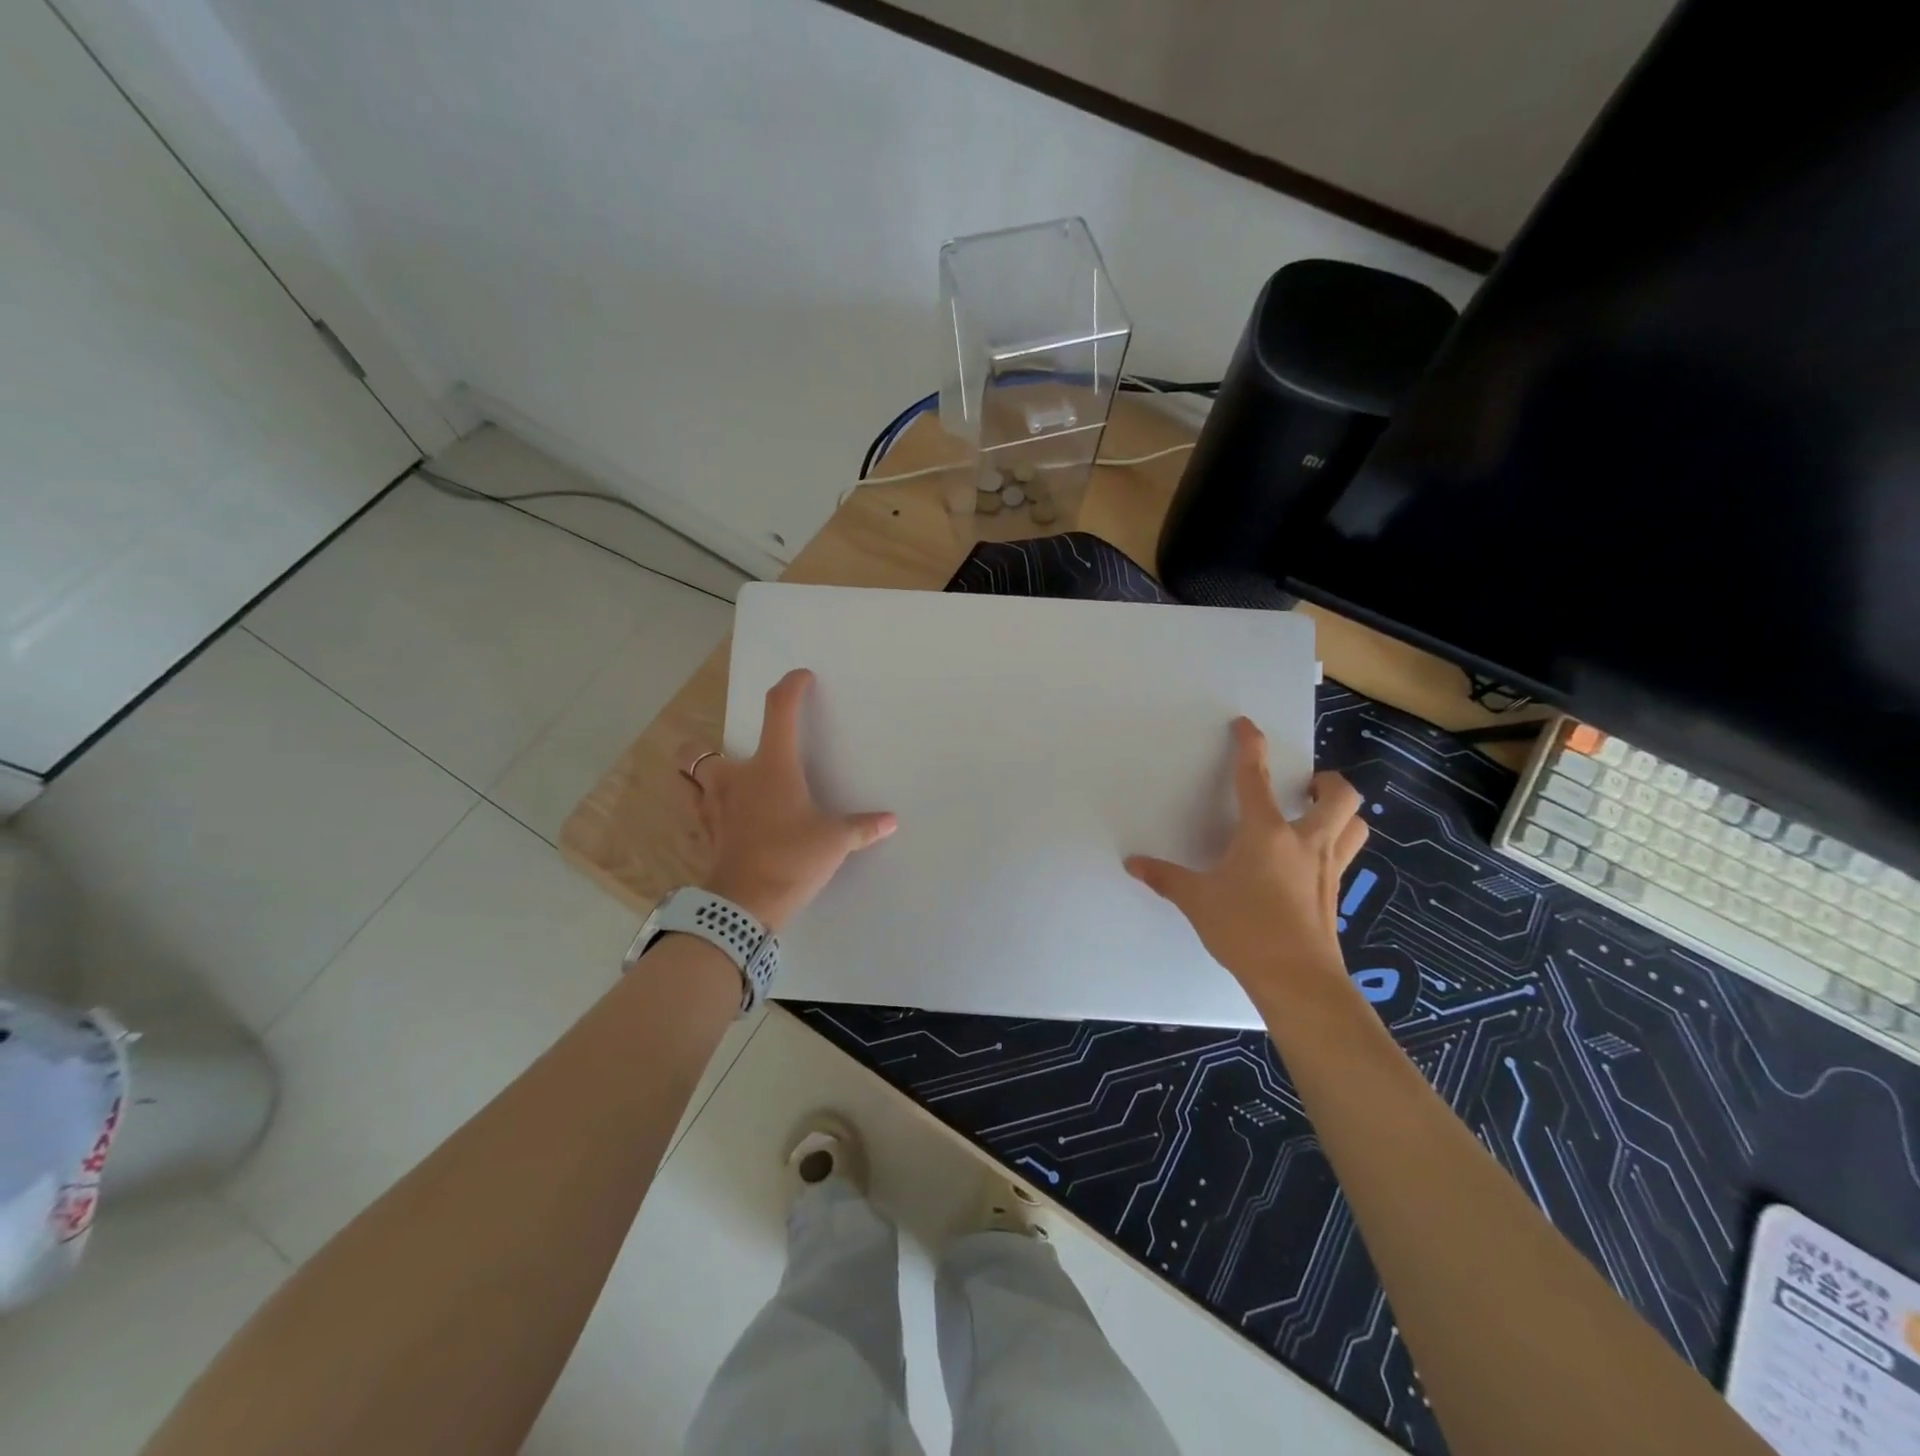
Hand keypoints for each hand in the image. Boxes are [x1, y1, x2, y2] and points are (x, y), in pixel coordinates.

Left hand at [680, 668, 896, 932]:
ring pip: (686, 780)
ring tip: (716, 783)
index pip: (779, 711)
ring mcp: (711, 808)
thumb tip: (890, 821)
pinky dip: (701, 810)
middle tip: (732, 756)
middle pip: (697, 750)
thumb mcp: (834, 842)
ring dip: (695, 776)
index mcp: (771, 767)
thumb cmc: (791, 859)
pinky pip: (693, 814)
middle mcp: (735, 779)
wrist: (744, 906)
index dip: (791, 688)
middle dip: (705, 747)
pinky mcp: (704, 836)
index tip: (801, 678)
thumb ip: (861, 827)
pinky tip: (719, 820)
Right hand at [1125, 717, 1368, 1006]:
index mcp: (1267, 833)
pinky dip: (1336, 845)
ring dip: (1342, 812)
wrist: (1297, 980)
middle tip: (1305, 785)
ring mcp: (1327, 868)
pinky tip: (1309, 862)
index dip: (1250, 746)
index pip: (1255, 778)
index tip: (1246, 726)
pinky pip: (1346, 856)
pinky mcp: (1335, 894)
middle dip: (1326, 781)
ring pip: (1355, 825)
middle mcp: (1306, 842)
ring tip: (1317, 815)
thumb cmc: (1245, 930)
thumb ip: (1166, 877)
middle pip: (1338, 796)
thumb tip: (1134, 863)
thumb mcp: (1197, 900)